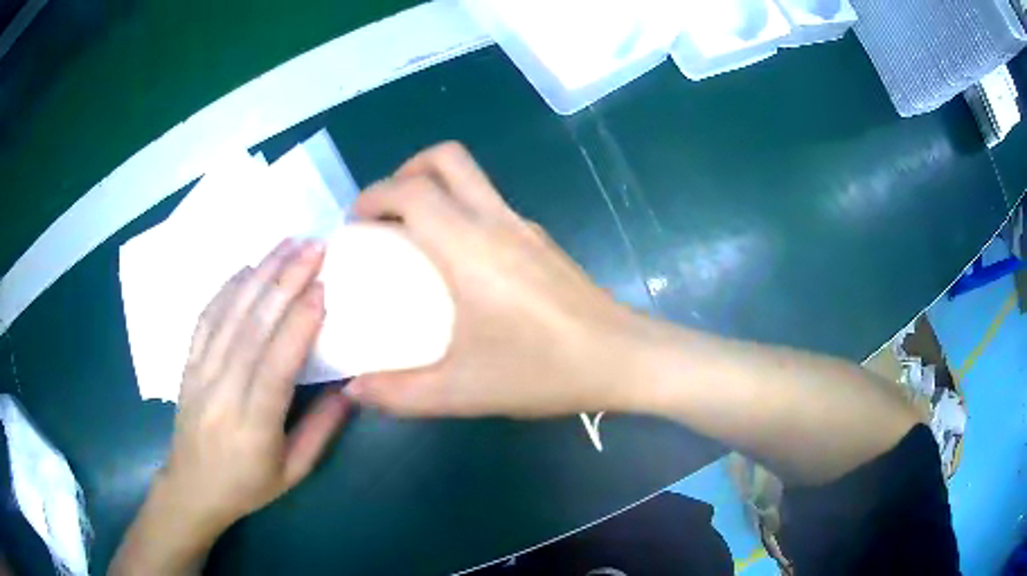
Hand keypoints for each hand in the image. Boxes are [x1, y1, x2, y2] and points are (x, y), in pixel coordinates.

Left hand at [162, 238, 349, 534]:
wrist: (192, 487)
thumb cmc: (248, 485)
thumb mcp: (293, 471)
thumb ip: (321, 430)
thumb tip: (350, 387)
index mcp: (253, 425)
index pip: (275, 365)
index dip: (299, 324)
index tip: (324, 287)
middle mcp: (222, 391)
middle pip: (252, 327)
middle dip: (285, 281)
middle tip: (314, 247)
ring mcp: (199, 372)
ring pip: (229, 314)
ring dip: (260, 274)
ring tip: (288, 244)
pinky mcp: (187, 362)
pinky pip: (205, 317)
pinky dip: (227, 287)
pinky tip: (247, 267)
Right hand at [346, 142, 639, 417]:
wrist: (623, 358)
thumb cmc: (545, 369)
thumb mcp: (463, 391)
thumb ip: (400, 394)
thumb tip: (354, 390)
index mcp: (469, 246)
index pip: (411, 191)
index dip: (373, 197)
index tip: (354, 226)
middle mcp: (497, 221)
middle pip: (446, 159)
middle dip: (405, 172)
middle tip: (385, 216)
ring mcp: (525, 226)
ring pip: (472, 177)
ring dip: (434, 189)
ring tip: (413, 236)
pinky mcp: (542, 241)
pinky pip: (490, 204)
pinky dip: (461, 212)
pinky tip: (459, 263)